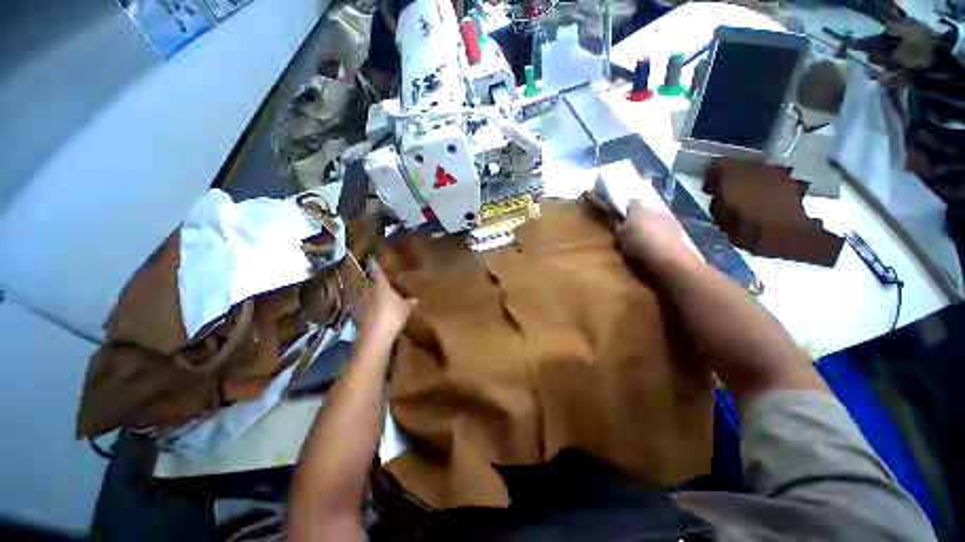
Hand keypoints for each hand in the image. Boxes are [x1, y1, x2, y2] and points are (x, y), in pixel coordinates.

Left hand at [356, 258, 416, 347]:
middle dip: (373, 286)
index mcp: (380, 286)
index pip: (377, 272)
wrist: (375, 336)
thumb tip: (415, 300)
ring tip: (376, 303)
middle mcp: (368, 292)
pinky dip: (366, 311)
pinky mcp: (356, 317)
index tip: (370, 258)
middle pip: (368, 285)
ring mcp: (360, 304)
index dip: (374, 265)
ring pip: (364, 297)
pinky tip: (372, 316)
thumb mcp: (405, 309)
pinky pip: (362, 310)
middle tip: (380, 288)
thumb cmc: (393, 316)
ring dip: (369, 299)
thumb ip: (409, 303)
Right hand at [616, 200, 699, 275]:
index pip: (632, 203)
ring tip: (648, 241)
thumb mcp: (619, 237)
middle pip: (646, 211)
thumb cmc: (637, 244)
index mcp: (637, 209)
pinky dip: (663, 234)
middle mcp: (654, 209)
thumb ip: (616, 226)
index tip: (624, 219)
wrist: (666, 255)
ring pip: (658, 219)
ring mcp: (668, 218)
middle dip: (642, 219)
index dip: (628, 210)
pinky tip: (659, 246)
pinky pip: (667, 229)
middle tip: (635, 232)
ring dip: (653, 226)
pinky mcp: (679, 229)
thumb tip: (612, 218)